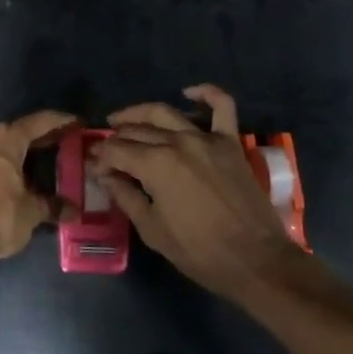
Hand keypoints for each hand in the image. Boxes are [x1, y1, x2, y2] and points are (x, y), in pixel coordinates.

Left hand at [0, 110, 75, 272]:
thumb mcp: (31, 213)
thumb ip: (51, 206)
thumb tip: (73, 210)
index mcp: (6, 141)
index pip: (37, 122)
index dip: (58, 121)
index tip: (74, 121)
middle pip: (14, 132)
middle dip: (35, 137)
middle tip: (56, 142)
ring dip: (11, 151)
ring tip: (28, 162)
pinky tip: (2, 180)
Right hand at [93, 84, 304, 301]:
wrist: (257, 261)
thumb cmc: (200, 252)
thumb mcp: (153, 230)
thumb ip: (126, 197)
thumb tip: (105, 176)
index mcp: (156, 165)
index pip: (116, 150)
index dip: (101, 158)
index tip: (96, 169)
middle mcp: (178, 142)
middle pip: (137, 130)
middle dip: (116, 138)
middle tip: (106, 150)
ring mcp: (207, 138)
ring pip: (166, 113)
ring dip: (141, 113)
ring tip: (125, 120)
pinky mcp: (230, 142)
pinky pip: (222, 107)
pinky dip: (206, 94)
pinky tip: (188, 92)